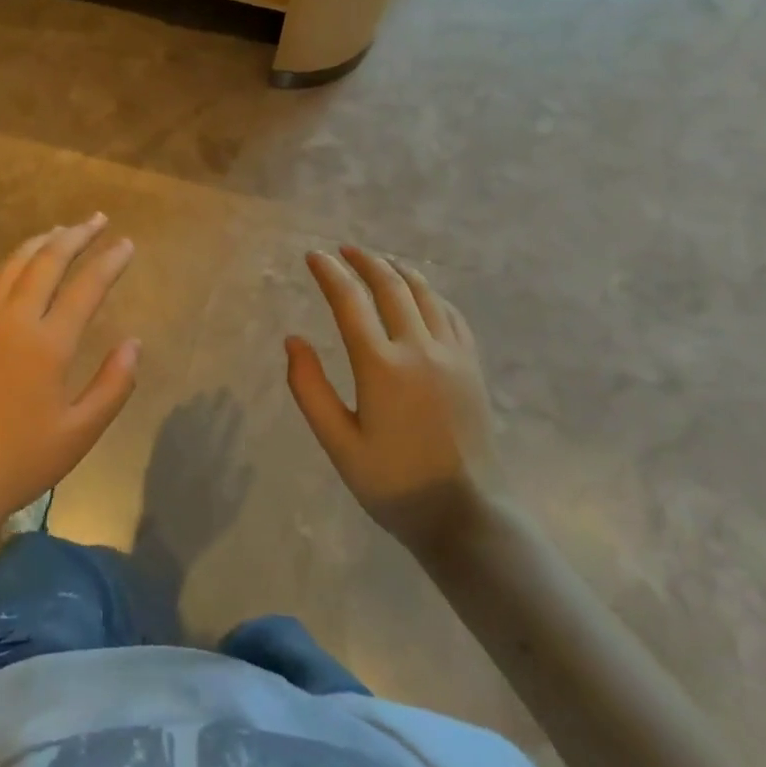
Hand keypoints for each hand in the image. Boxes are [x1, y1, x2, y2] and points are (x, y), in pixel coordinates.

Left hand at [0, 215, 138, 530]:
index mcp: (49, 342)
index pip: (87, 286)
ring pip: (13, 265)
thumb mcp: (80, 432)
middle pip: (48, 261)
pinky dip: (3, 266)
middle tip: (96, 220)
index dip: (110, 261)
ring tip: (60, 231)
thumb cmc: (20, 460)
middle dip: (76, 236)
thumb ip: (114, 384)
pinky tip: (11, 263)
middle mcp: (14, 319)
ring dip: (40, 243)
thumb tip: (134, 343)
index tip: (127, 243)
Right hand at [286, 247, 501, 551]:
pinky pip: (451, 314)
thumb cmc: (393, 484)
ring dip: (398, 271)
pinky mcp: (472, 366)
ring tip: (379, 262)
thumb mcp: (339, 444)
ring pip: (424, 294)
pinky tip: (421, 295)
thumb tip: (293, 341)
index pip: (350, 301)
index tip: (314, 256)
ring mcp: (452, 355)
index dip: (329, 272)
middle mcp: (419, 349)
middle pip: (390, 286)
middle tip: (344, 251)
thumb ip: (310, 389)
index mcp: (381, 367)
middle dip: (364, 261)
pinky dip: (430, 294)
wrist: (466, 516)